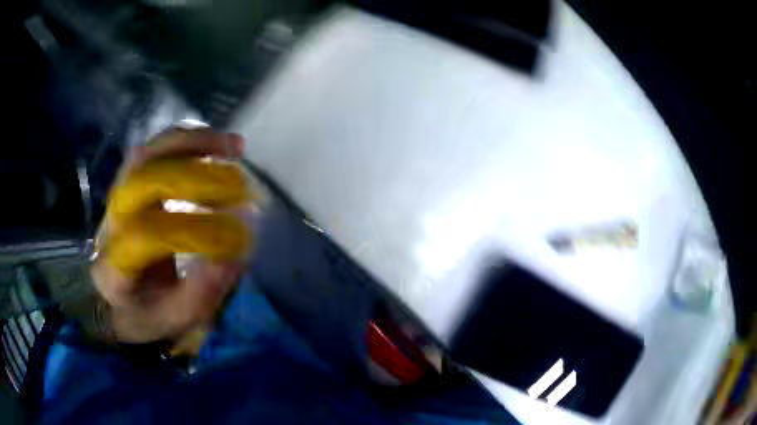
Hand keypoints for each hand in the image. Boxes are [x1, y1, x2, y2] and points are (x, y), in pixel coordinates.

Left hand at [91, 128, 253, 344]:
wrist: (114, 294)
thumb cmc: (144, 311)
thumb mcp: (172, 318)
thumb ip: (200, 293)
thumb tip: (234, 255)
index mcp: (114, 267)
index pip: (147, 236)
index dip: (195, 230)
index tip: (238, 236)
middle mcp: (110, 222)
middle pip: (144, 179)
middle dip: (196, 175)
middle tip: (240, 184)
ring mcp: (117, 195)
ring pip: (151, 152)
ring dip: (194, 144)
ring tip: (234, 148)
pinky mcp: (129, 180)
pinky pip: (157, 147)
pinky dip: (190, 139)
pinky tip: (219, 145)